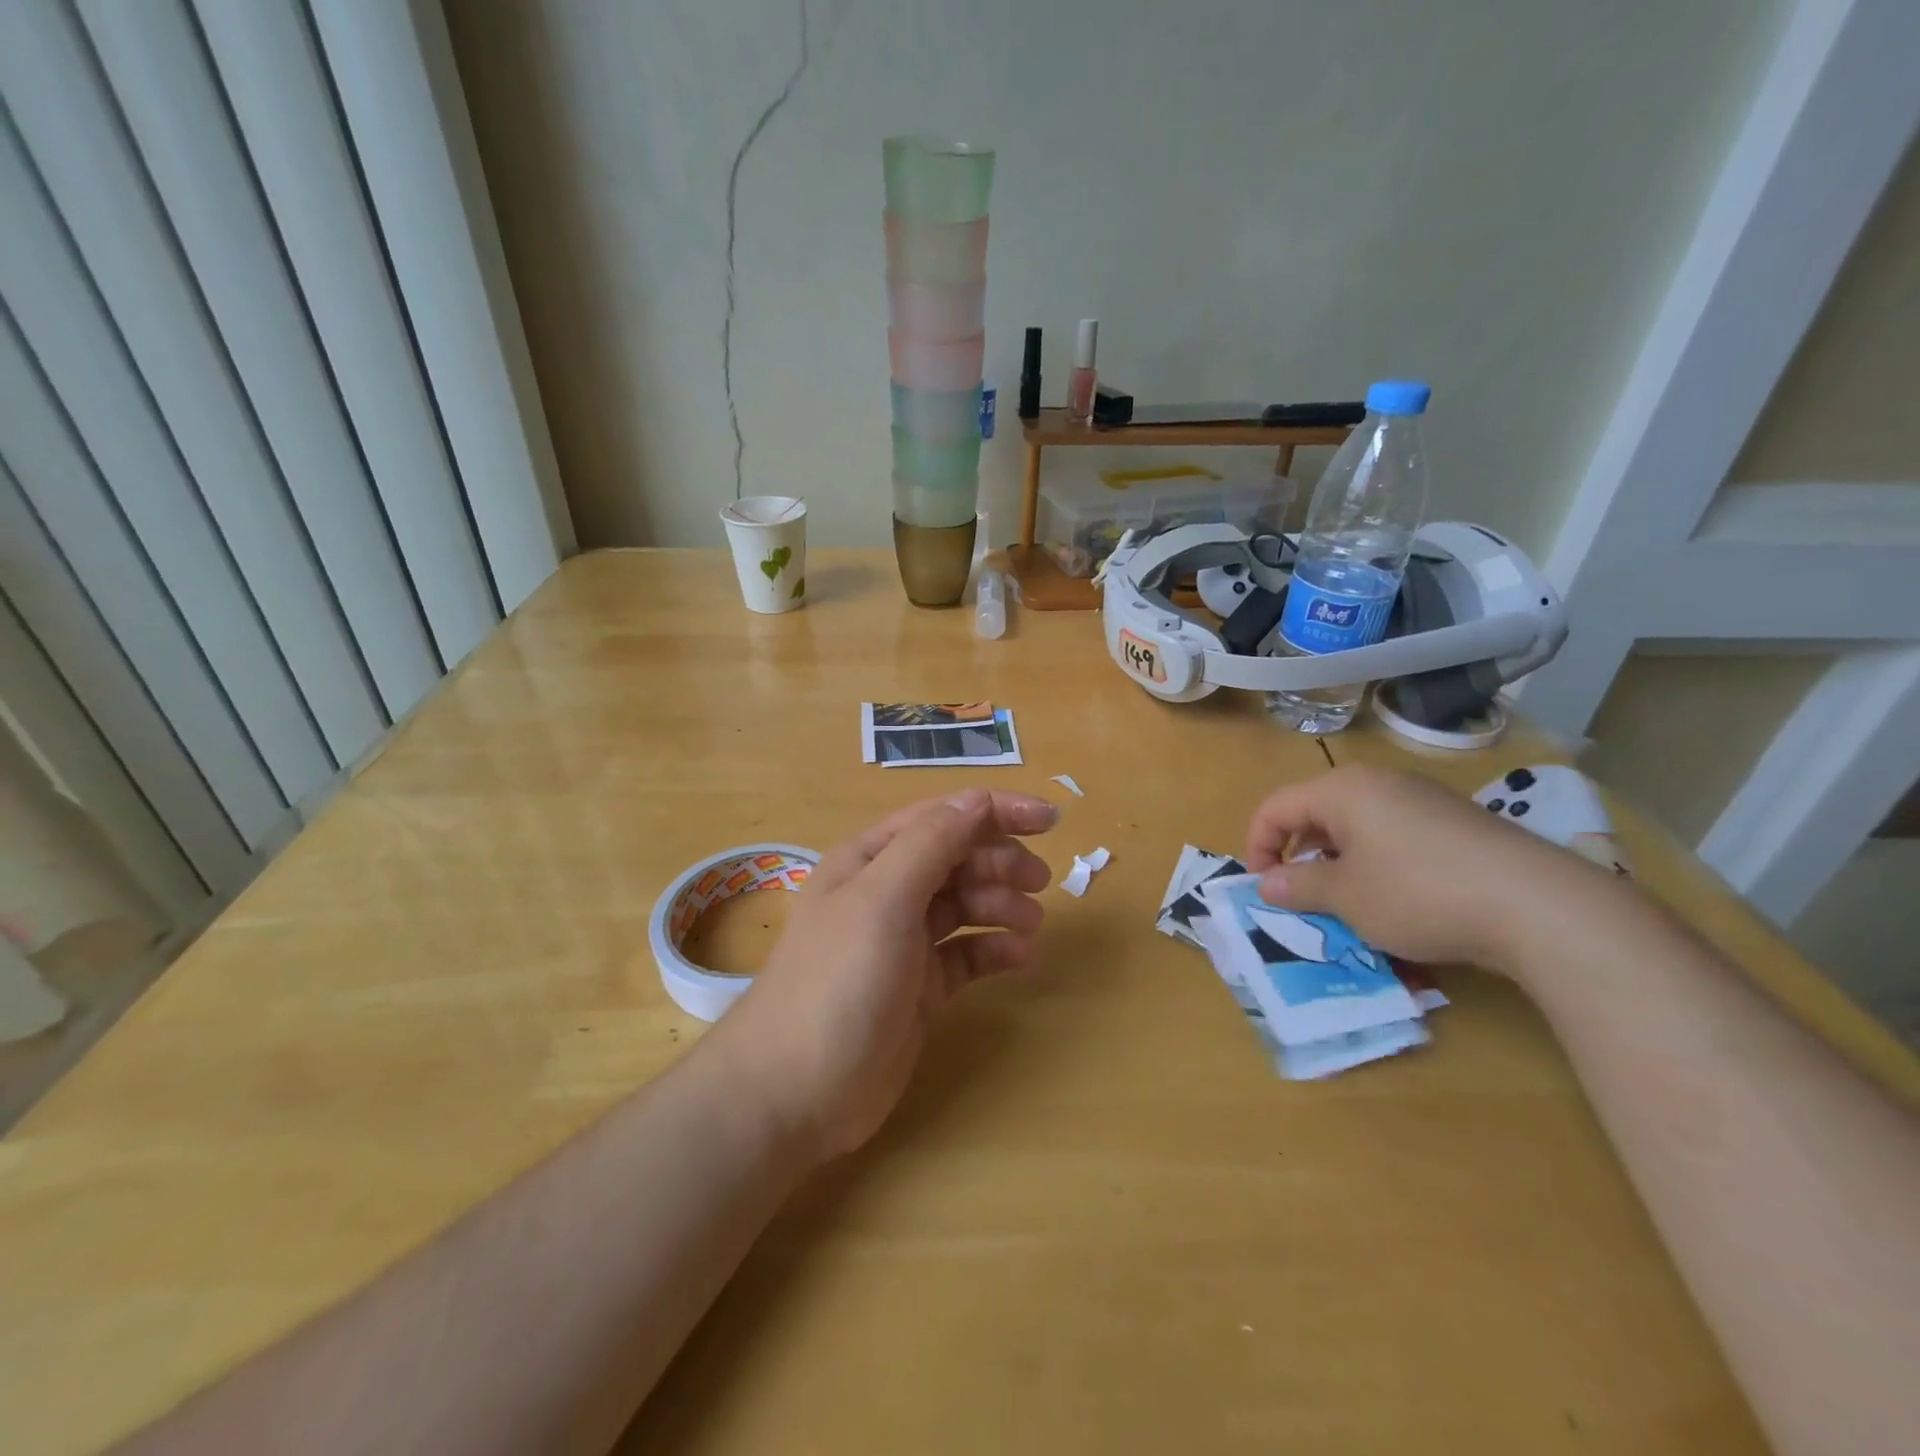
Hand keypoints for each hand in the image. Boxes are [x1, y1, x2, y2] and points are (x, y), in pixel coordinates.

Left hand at [712, 789, 1056, 1160]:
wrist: (795, 1092)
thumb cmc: (839, 980)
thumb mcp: (884, 899)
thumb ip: (932, 843)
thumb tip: (979, 800)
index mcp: (871, 858)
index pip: (943, 816)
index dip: (997, 811)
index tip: (1051, 820)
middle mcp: (886, 892)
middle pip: (957, 858)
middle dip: (1000, 862)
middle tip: (1040, 882)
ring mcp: (903, 941)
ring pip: (964, 904)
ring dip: (1001, 904)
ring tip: (1032, 923)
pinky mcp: (919, 987)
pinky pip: (966, 953)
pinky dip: (994, 948)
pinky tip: (1020, 957)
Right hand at [1245, 765, 1610, 972]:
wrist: (1539, 906)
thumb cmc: (1418, 894)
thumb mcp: (1346, 898)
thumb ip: (1297, 887)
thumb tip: (1266, 883)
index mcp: (1343, 790)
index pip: (1276, 807)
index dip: (1257, 846)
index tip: (1262, 888)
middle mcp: (1380, 783)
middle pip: (1316, 812)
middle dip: (1299, 856)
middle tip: (1302, 898)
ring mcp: (1424, 799)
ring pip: (1358, 825)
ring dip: (1339, 863)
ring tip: (1349, 904)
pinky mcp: (1457, 822)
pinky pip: (1396, 835)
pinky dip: (1379, 863)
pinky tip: (1399, 900)